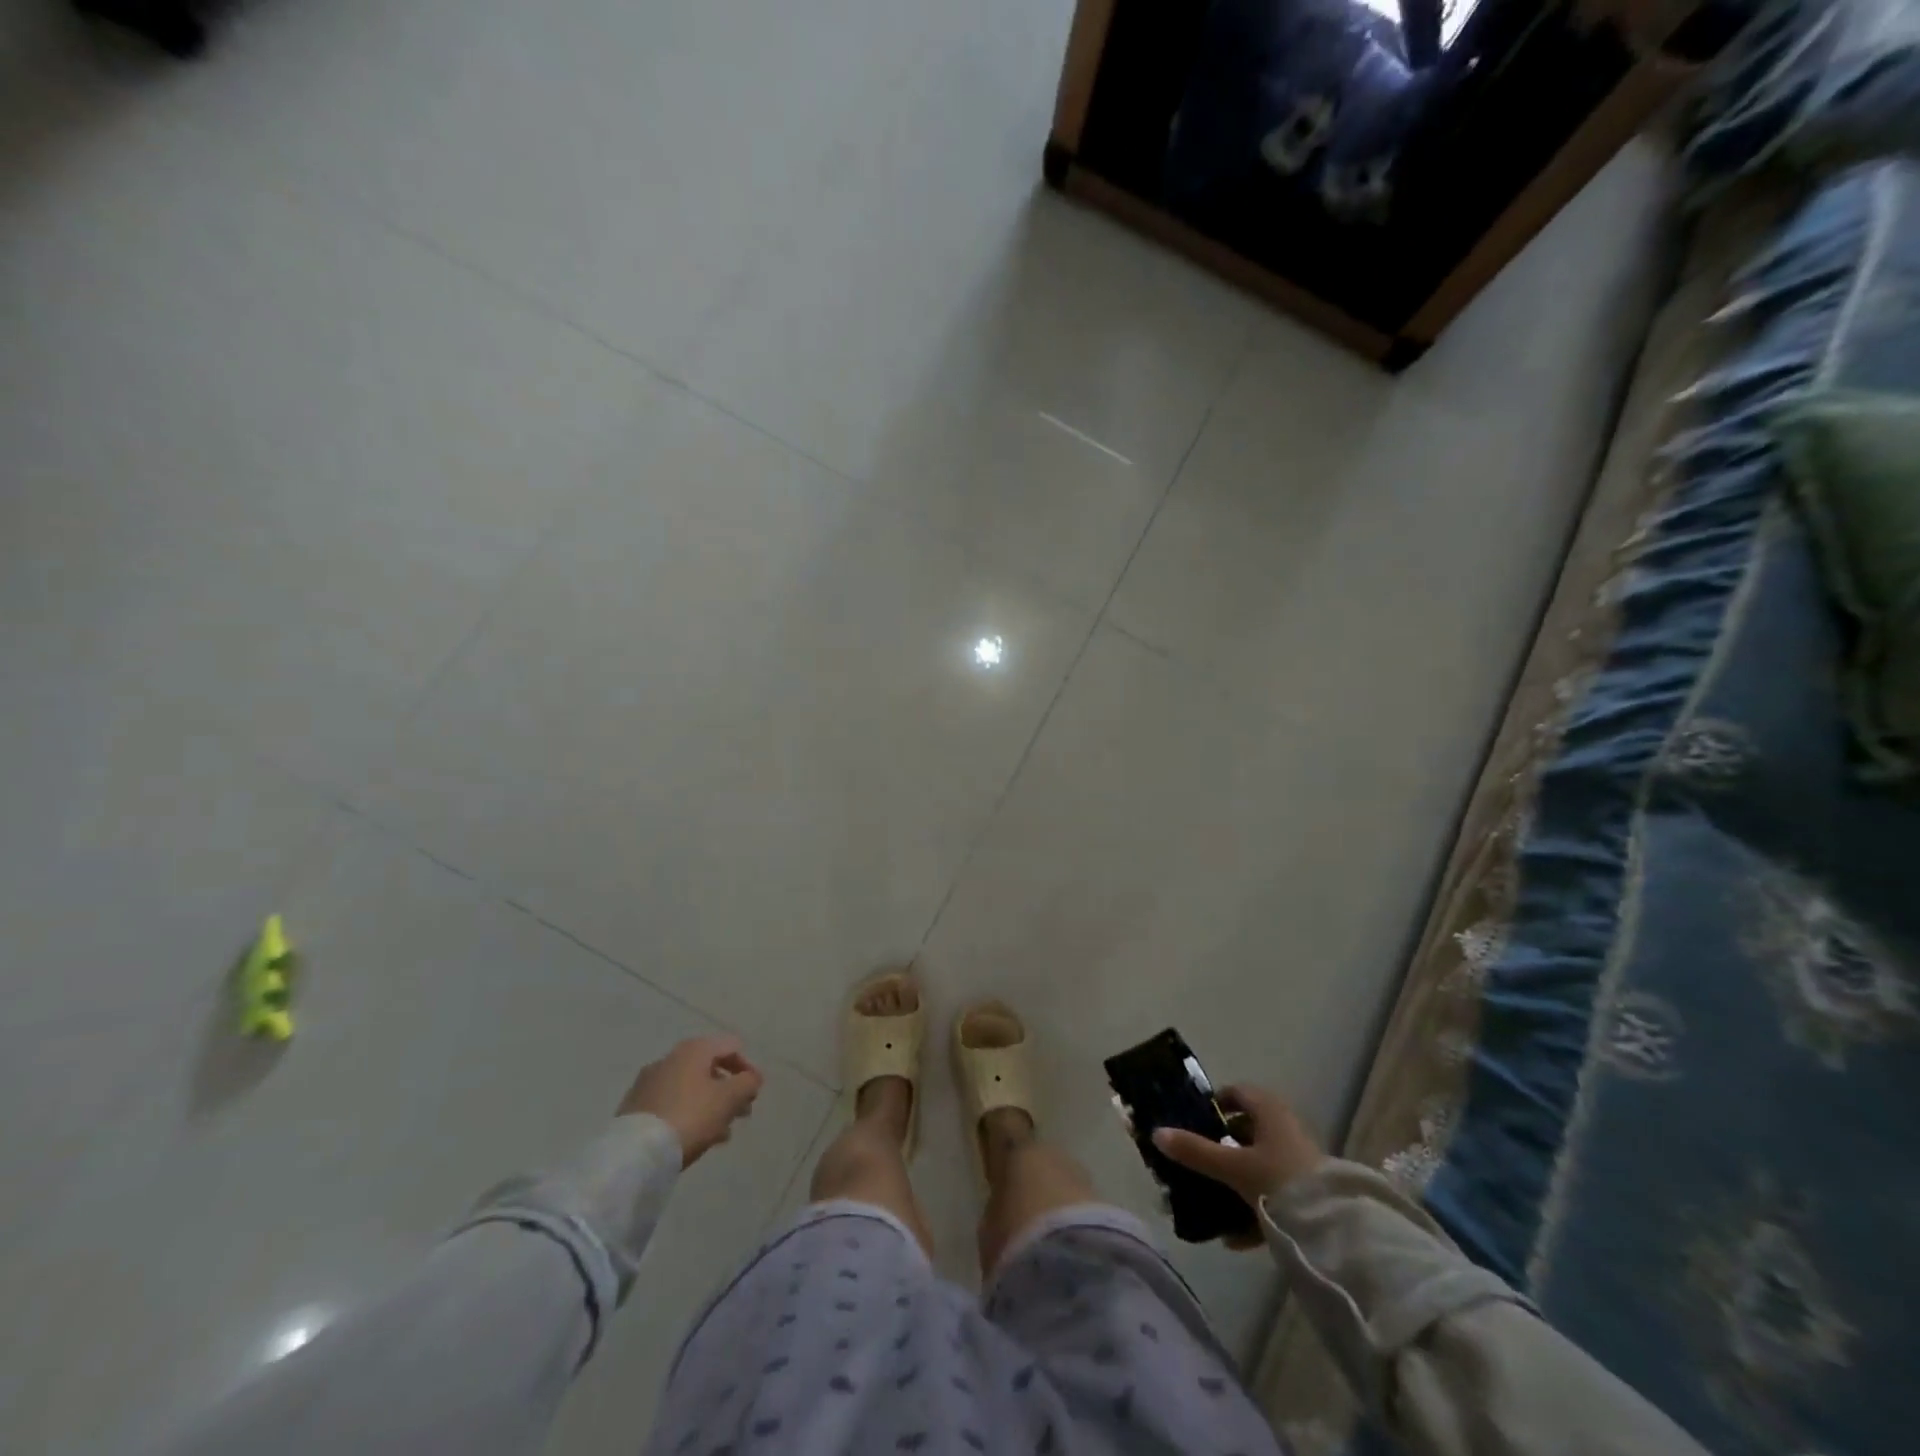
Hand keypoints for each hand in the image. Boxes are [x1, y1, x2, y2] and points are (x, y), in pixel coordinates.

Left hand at [618, 1035, 764, 1168]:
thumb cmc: (690, 1116)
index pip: (731, 1046)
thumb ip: (747, 1083)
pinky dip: (688, 1113)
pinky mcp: (635, 1107)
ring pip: (690, 1088)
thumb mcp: (729, 1099)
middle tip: (741, 1114)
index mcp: (694, 1049)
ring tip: (721, 1133)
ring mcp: (649, 1082)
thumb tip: (751, 1078)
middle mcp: (670, 1058)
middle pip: (709, 1067)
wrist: (635, 1153)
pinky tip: (695, 1137)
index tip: (755, 1093)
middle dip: (729, 1089)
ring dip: (710, 1104)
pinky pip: (672, 1103)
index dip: (748, 1067)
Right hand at [1153, 1084, 1323, 1244]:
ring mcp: (1298, 1161)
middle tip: (1197, 1162)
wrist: (1334, 1230)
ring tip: (1210, 1201)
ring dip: (1235, 1181)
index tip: (1193, 1122)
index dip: (1214, 1104)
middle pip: (1246, 1131)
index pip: (1237, 1093)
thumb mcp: (1231, 1166)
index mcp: (1269, 1110)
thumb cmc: (1278, 1180)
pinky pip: (1271, 1193)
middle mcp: (1285, 1128)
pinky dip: (1252, 1209)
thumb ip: (1195, 1151)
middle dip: (1221, 1147)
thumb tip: (1157, 1133)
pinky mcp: (1307, 1192)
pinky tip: (1233, 1237)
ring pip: (1257, 1165)